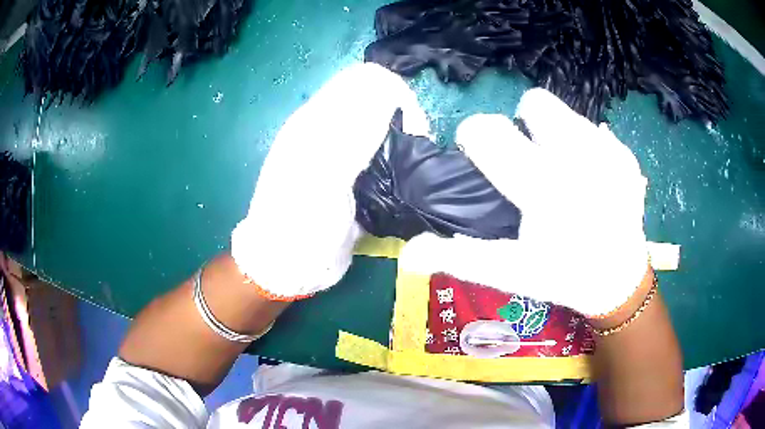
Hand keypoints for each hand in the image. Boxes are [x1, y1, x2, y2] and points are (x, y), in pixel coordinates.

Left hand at [232, 63, 428, 299]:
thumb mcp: (322, 180)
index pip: (366, 81)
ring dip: (401, 133)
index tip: (412, 131)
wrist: (284, 265)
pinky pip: (378, 148)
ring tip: (408, 161)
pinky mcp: (346, 172)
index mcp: (317, 122)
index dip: (397, 96)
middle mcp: (326, 128)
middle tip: (413, 145)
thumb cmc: (299, 227)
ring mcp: (337, 150)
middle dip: (403, 112)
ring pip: (379, 121)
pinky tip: (397, 174)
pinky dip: (394, 153)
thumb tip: (387, 98)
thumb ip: (352, 136)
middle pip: (375, 97)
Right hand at [400, 88, 648, 316]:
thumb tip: (406, 253)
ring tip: (561, 169)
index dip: (476, 137)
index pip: (489, 130)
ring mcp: (608, 152)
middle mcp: (578, 158)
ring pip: (564, 111)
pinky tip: (591, 179)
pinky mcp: (626, 154)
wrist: (619, 281)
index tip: (484, 157)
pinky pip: (593, 129)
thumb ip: (457, 257)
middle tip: (531, 164)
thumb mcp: (508, 271)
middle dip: (523, 127)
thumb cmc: (562, 276)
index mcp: (542, 186)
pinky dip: (584, 147)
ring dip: (553, 134)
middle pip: (533, 102)